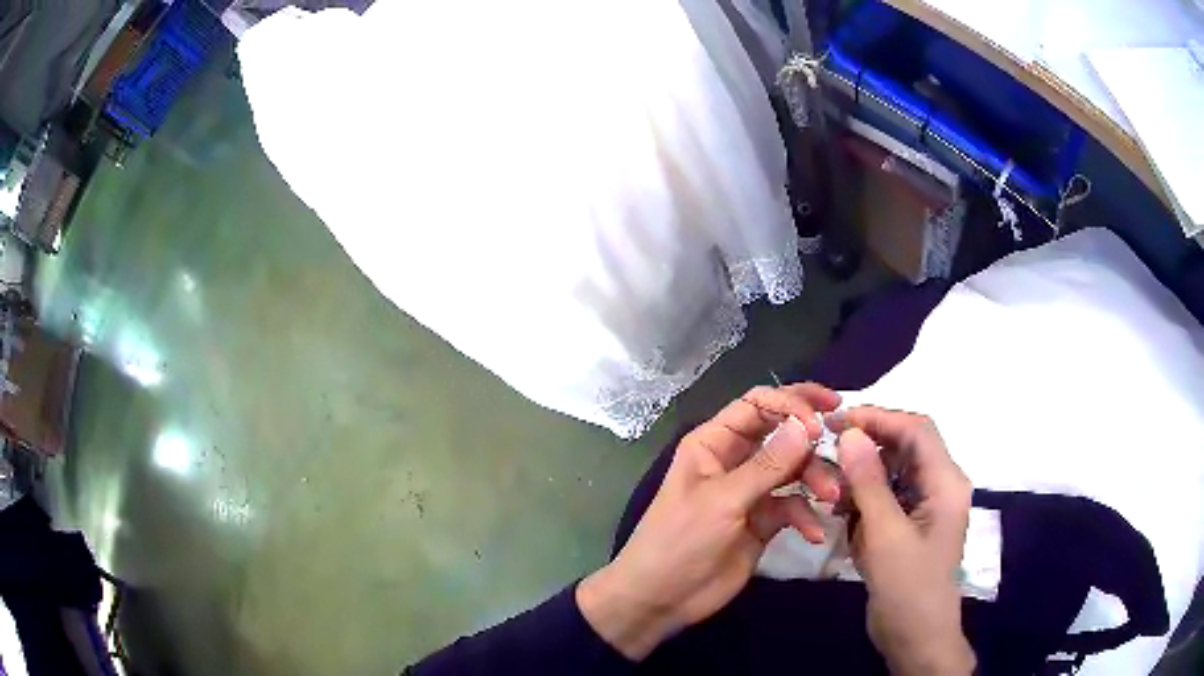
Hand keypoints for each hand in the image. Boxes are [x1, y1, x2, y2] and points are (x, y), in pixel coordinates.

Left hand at [577, 384, 842, 659]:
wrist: (662, 598)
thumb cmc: (680, 541)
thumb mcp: (722, 501)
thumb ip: (767, 465)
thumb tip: (806, 425)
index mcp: (714, 443)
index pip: (758, 404)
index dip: (791, 404)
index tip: (820, 422)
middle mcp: (736, 461)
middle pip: (782, 433)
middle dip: (811, 439)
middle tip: (842, 447)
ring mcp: (752, 492)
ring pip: (794, 470)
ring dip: (815, 479)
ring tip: (831, 497)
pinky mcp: (764, 521)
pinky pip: (794, 507)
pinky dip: (806, 516)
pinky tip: (814, 533)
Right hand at [830, 407, 974, 675]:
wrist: (915, 639)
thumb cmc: (908, 588)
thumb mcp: (886, 535)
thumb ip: (869, 483)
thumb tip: (850, 434)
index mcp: (945, 482)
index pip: (916, 429)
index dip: (879, 418)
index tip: (837, 421)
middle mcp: (939, 486)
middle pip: (905, 447)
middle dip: (867, 446)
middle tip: (826, 449)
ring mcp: (924, 506)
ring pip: (892, 471)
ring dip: (862, 476)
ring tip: (832, 489)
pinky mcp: (909, 525)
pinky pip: (886, 497)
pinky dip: (863, 500)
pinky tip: (843, 513)